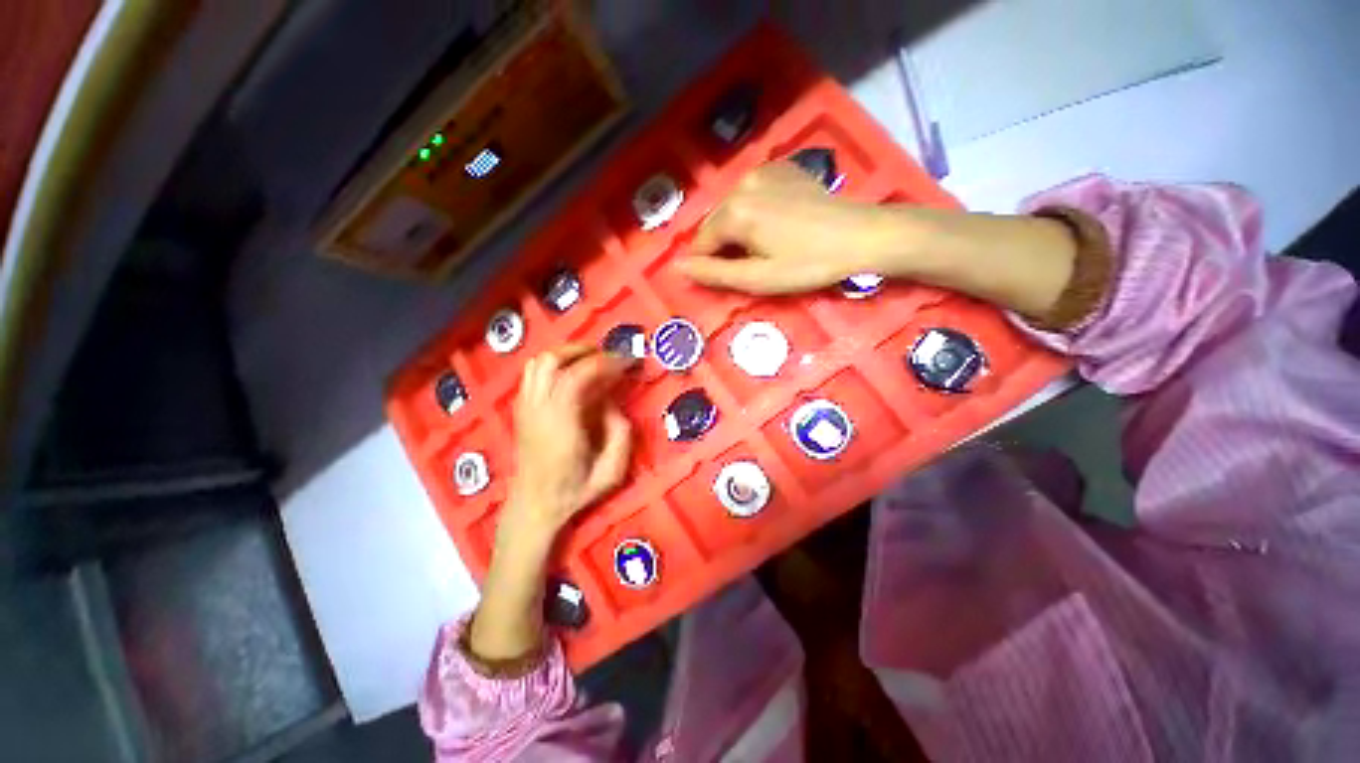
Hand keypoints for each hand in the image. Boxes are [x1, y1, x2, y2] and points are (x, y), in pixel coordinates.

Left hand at [502, 344, 632, 546]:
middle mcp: (537, 409)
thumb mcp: (612, 471)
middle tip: (609, 356)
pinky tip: (570, 375)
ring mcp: (524, 407)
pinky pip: (532, 373)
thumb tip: (613, 403)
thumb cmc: (575, 490)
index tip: (626, 360)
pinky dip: (553, 365)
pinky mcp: (520, 409)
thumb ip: (621, 434)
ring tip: (590, 360)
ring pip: (538, 362)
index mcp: (560, 423)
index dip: (605, 362)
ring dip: (566, 354)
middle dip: (584, 350)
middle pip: (552, 360)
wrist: (534, 506)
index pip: (578, 375)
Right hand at [675, 161, 1078, 319]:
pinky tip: (777, 224)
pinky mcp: (780, 168)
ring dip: (738, 230)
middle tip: (753, 265)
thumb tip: (678, 267)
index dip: (709, 266)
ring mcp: (762, 172)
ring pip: (731, 209)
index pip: (700, 244)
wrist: (861, 235)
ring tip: (766, 246)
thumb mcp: (759, 279)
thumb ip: (714, 273)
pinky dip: (754, 211)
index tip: (731, 279)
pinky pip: (751, 195)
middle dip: (723, 247)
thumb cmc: (809, 265)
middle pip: (715, 224)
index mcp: (734, 212)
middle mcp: (741, 184)